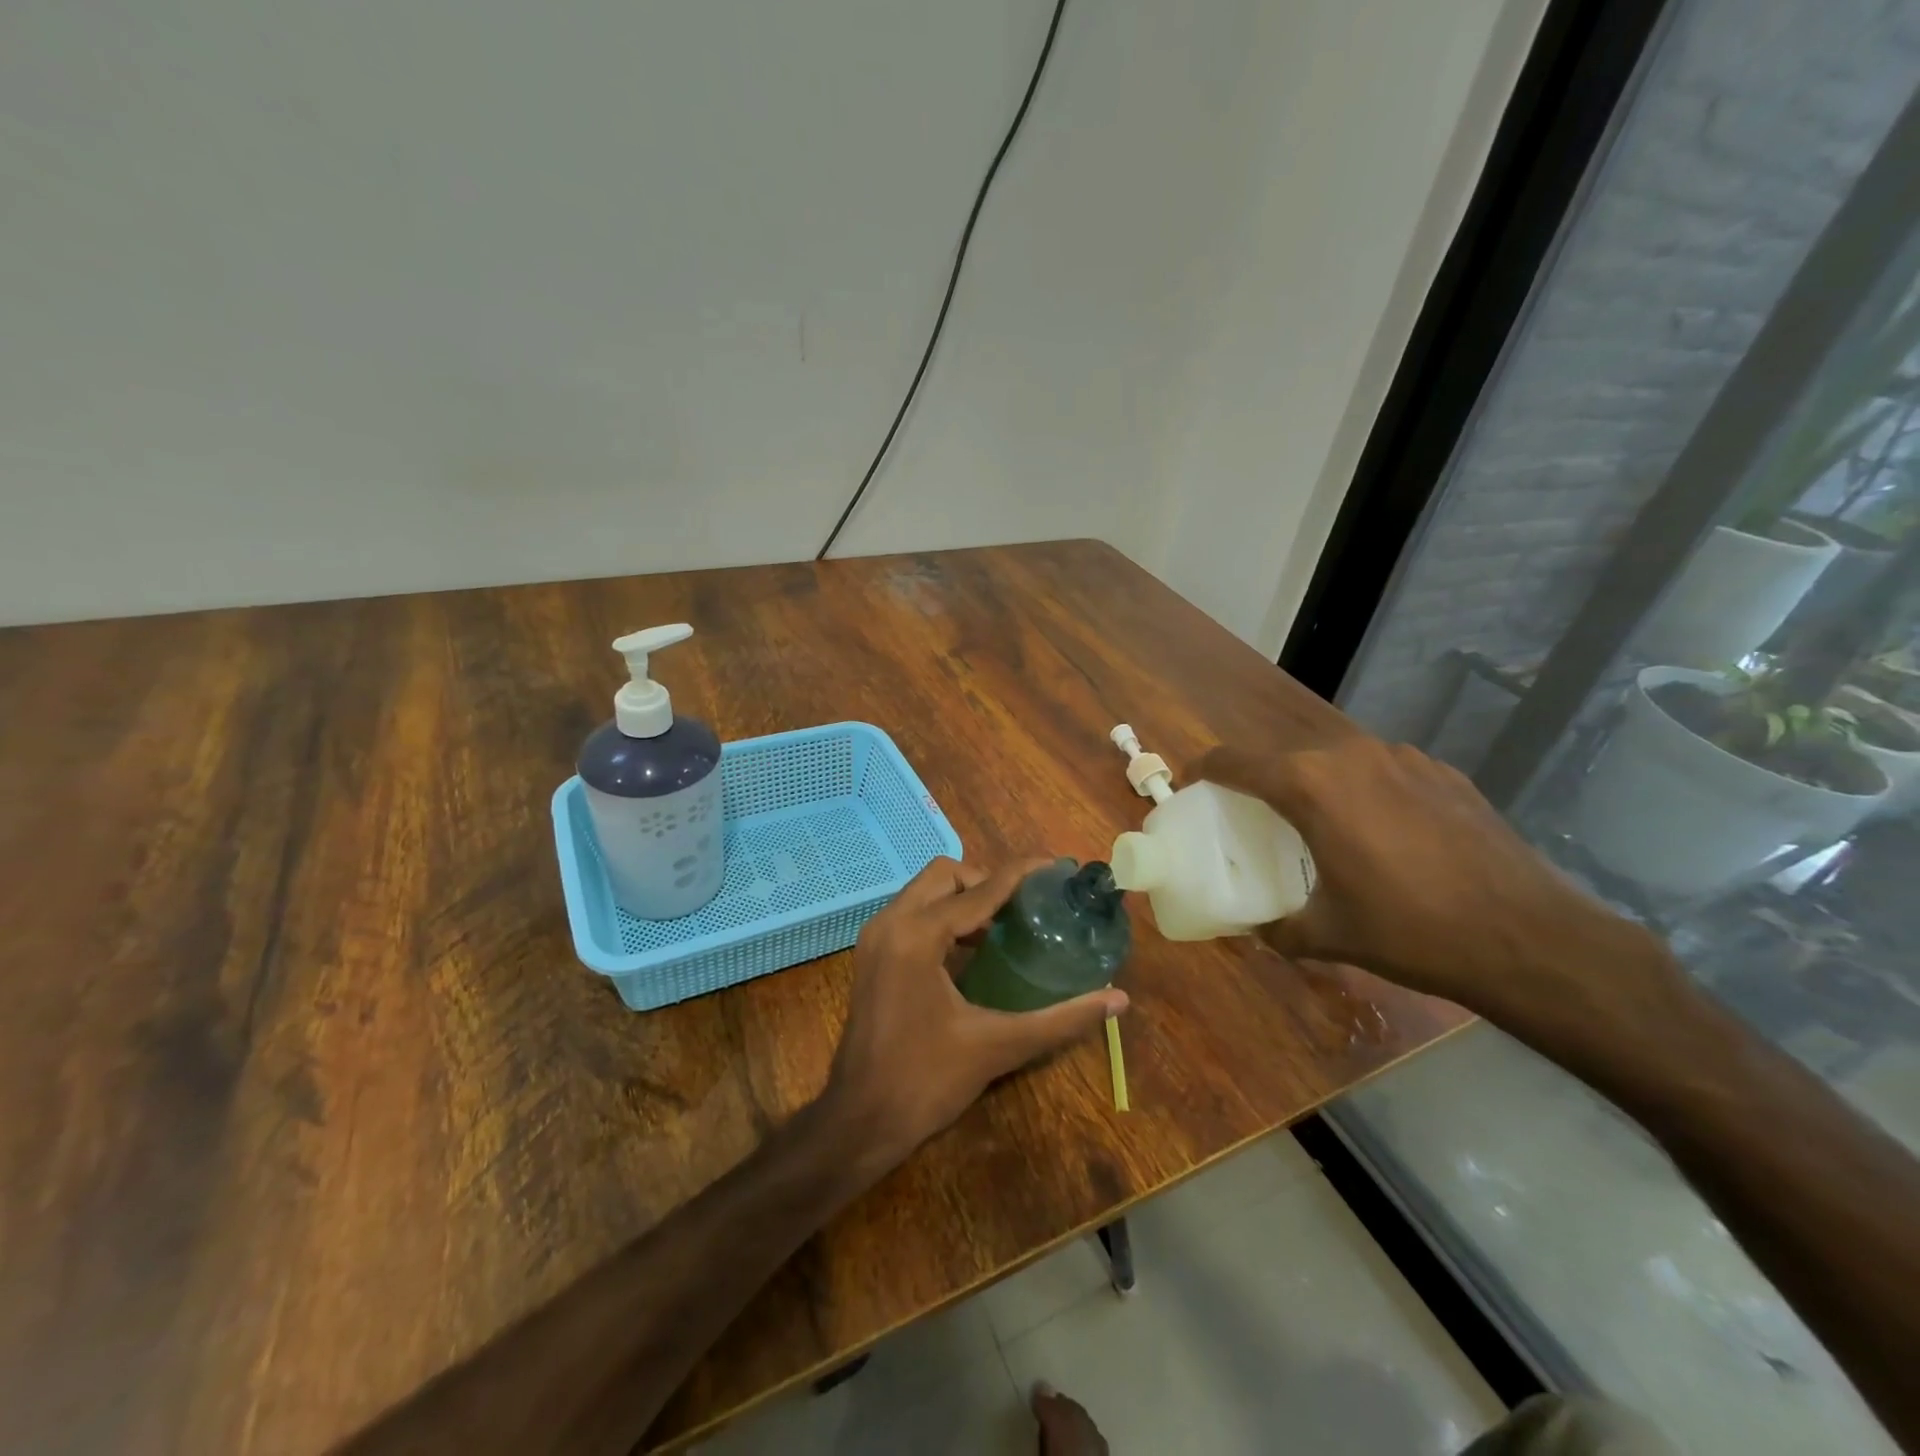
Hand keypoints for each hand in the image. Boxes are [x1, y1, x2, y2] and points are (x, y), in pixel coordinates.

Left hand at [824, 857, 1127, 1170]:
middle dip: (987, 881)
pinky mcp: (872, 955)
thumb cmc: (926, 1081)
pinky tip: (974, 949)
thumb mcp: (998, 1046)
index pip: (979, 890)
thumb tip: (1118, 999)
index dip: (1020, 874)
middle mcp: (891, 923)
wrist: (859, 1121)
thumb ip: (1061, 1019)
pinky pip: (913, 914)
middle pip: (945, 875)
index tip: (1055, 866)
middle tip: (1026, 907)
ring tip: (1006, 924)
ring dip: (964, 898)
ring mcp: (875, 938)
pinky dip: (944, 916)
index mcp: (917, 935)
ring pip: (925, 891)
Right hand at [1192, 738, 1671, 1029]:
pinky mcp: (1442, 772)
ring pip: (1334, 761)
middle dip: (1261, 783)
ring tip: (1321, 827)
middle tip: (1255, 820)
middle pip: (1283, 758)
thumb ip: (1276, 928)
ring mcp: (1401, 758)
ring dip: (1315, 786)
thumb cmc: (1410, 931)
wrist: (1529, 937)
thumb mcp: (1327, 935)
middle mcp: (1349, 755)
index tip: (1193, 789)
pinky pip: (1381, 771)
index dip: (1205, 771)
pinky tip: (1383, 834)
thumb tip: (1255, 929)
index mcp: (1308, 785)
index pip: (1233, 761)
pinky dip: (1363, 791)